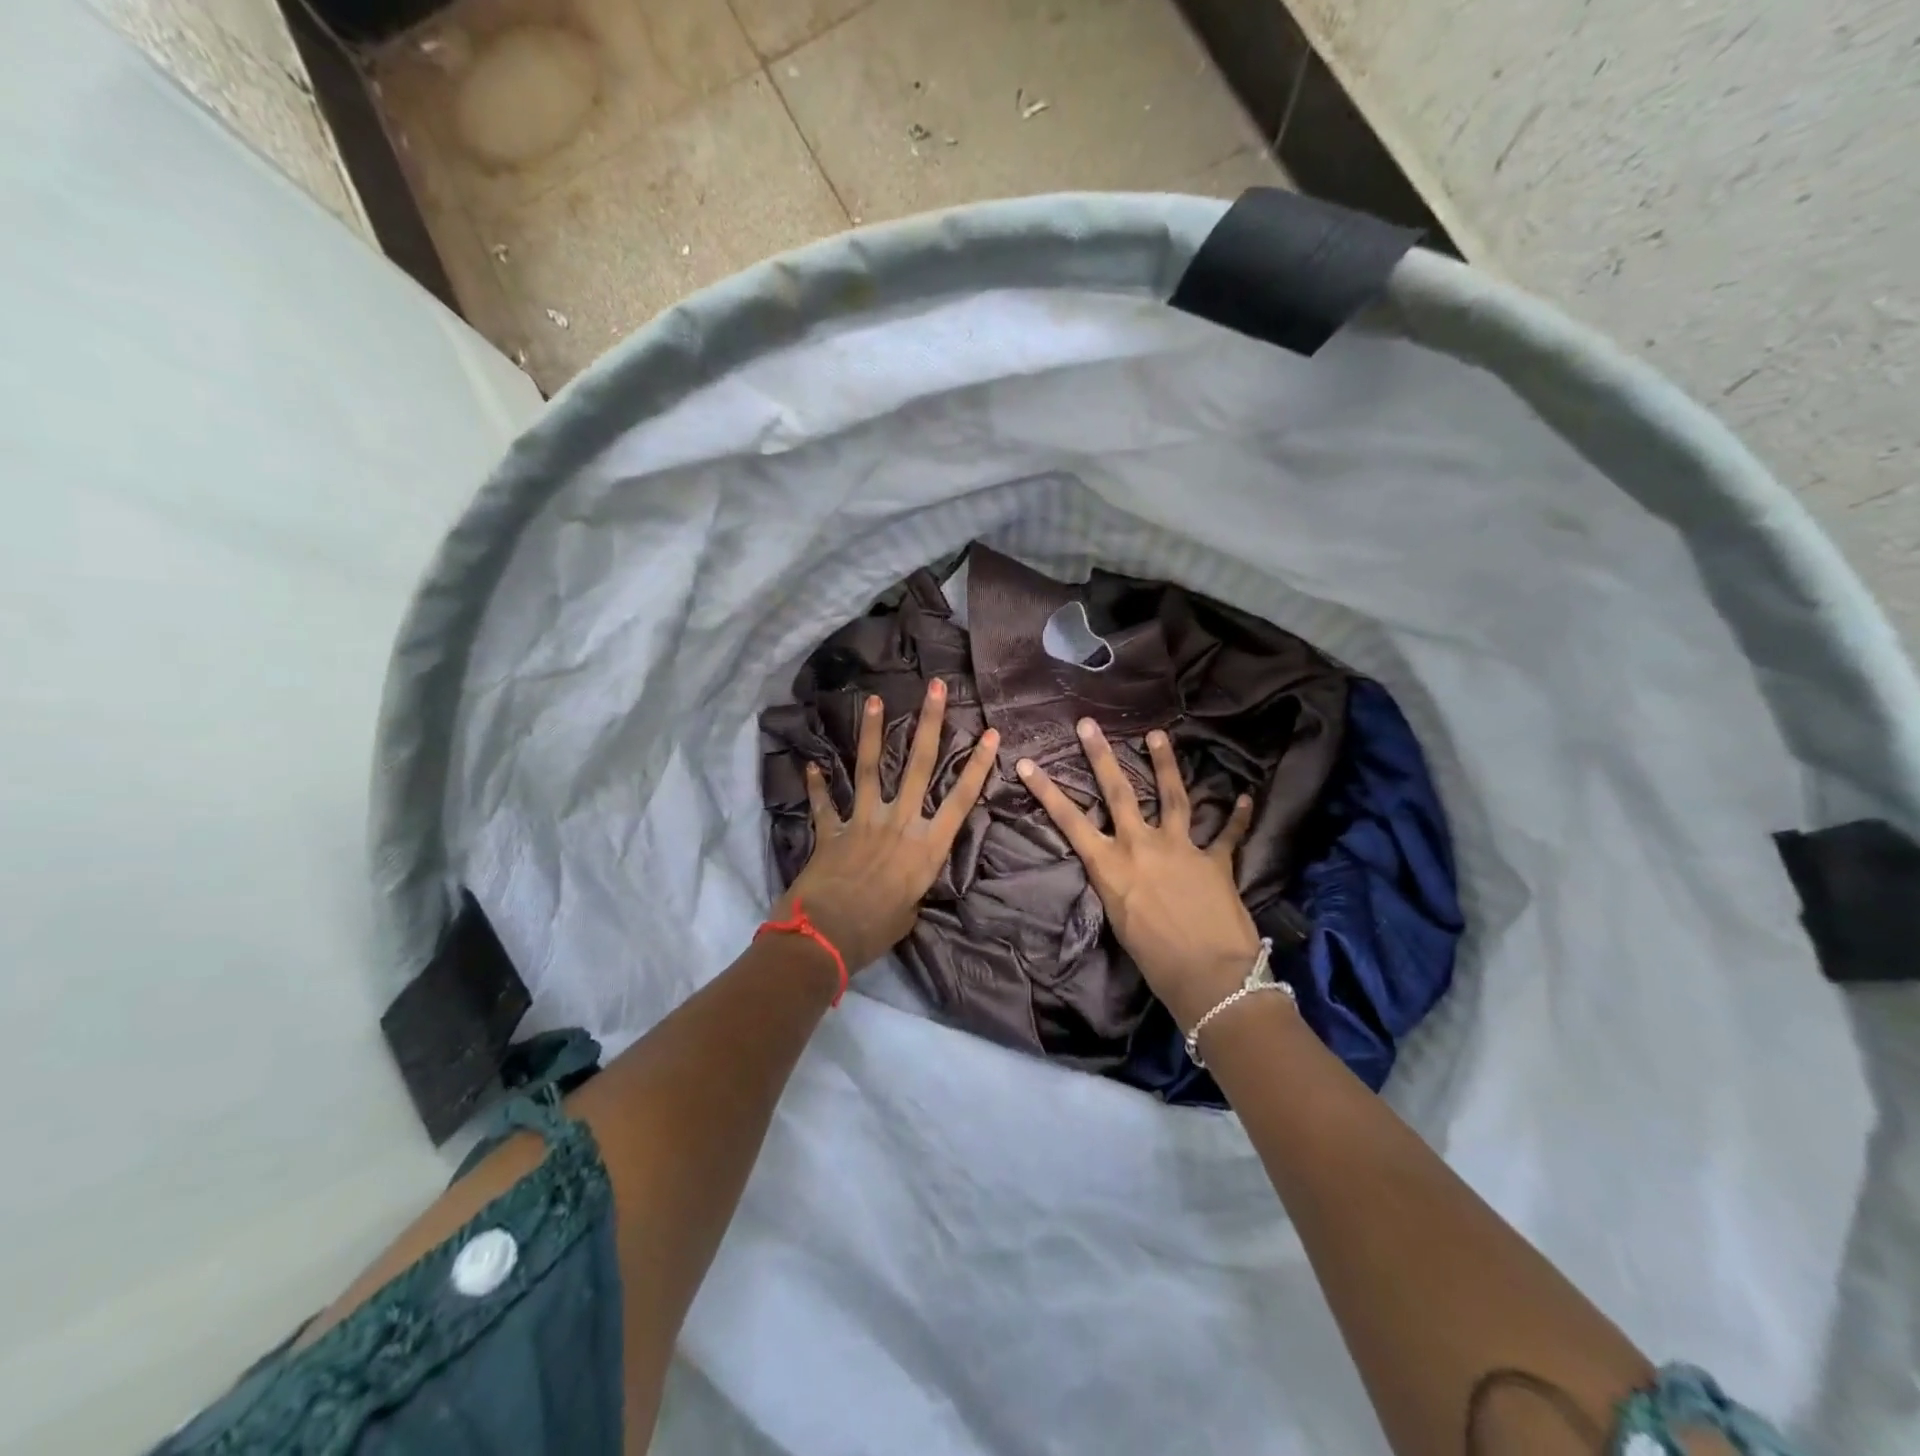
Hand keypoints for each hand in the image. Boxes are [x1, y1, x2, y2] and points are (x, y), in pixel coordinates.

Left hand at [777, 680, 998, 973]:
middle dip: (929, 724)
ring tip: (874, 700)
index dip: (978, 765)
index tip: (991, 733)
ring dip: (872, 733)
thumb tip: (906, 885)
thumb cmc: (876, 931)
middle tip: (934, 687)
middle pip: (918, 766)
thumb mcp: (910, 912)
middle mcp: (899, 824)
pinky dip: (817, 786)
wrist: (825, 936)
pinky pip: (825, 805)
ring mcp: (863, 822)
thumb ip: (912, 889)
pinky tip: (811, 765)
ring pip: (870, 769)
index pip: (961, 799)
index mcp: (926, 847)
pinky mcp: (832, 832)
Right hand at [1017, 719, 1259, 1030]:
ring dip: (1164, 764)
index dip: (1046, 791)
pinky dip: (1236, 816)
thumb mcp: (1119, 919)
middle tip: (1089, 725)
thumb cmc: (1154, 960)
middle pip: (1119, 792)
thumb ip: (1117, 884)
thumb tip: (1120, 869)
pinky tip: (1244, 798)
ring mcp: (1181, 848)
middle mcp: (1142, 846)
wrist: (1209, 977)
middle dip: (1101, 756)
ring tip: (1159, 735)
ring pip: (1172, 796)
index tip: (1026, 763)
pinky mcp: (1215, 860)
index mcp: (1111, 866)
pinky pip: (1228, 834)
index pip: (1069, 821)